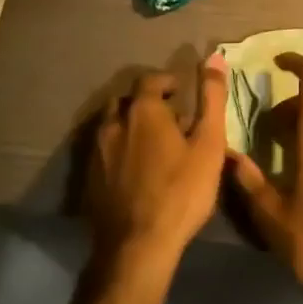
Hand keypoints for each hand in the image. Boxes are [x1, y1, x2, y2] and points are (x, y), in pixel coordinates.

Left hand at [86, 58, 230, 271]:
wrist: (137, 246)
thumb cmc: (181, 191)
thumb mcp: (209, 143)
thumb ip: (211, 98)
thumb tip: (215, 57)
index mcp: (143, 111)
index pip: (150, 79)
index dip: (166, 81)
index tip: (181, 92)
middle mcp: (113, 124)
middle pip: (125, 101)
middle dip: (145, 103)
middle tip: (167, 118)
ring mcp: (96, 152)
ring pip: (110, 126)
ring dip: (128, 126)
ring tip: (150, 144)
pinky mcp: (88, 179)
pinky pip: (102, 152)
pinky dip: (117, 150)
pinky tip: (132, 170)